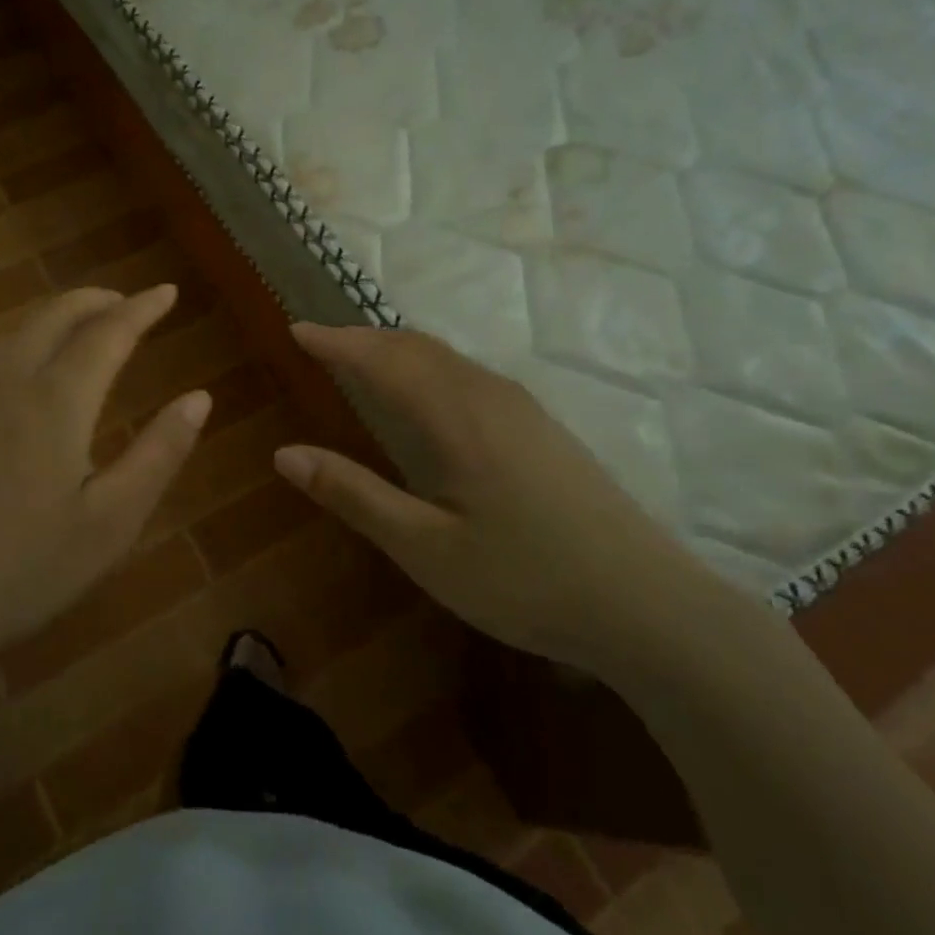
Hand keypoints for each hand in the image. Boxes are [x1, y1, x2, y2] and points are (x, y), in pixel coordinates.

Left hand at [0, 285, 210, 694]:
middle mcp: (3, 377)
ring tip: (81, 333)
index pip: (108, 331)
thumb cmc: (20, 571)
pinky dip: (18, 346)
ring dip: (55, 321)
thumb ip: (160, 453)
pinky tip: (19, 375)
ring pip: (14, 332)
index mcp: (55, 399)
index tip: (167, 292)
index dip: (143, 308)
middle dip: (96, 300)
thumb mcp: (110, 523)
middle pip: (55, 315)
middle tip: (126, 303)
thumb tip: (199, 397)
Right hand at [273, 324, 717, 672]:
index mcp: (456, 418)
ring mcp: (522, 409)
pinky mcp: (542, 427)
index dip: (336, 342)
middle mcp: (489, 396)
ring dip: (397, 349)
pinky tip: (427, 393)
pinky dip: (428, 365)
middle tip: (321, 341)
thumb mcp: (427, 549)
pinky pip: (469, 374)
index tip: (297, 329)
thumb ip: (355, 495)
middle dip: (363, 338)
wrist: (649, 605)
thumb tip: (285, 454)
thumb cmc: (526, 580)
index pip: (383, 360)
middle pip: (416, 347)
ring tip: (362, 358)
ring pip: (446, 358)